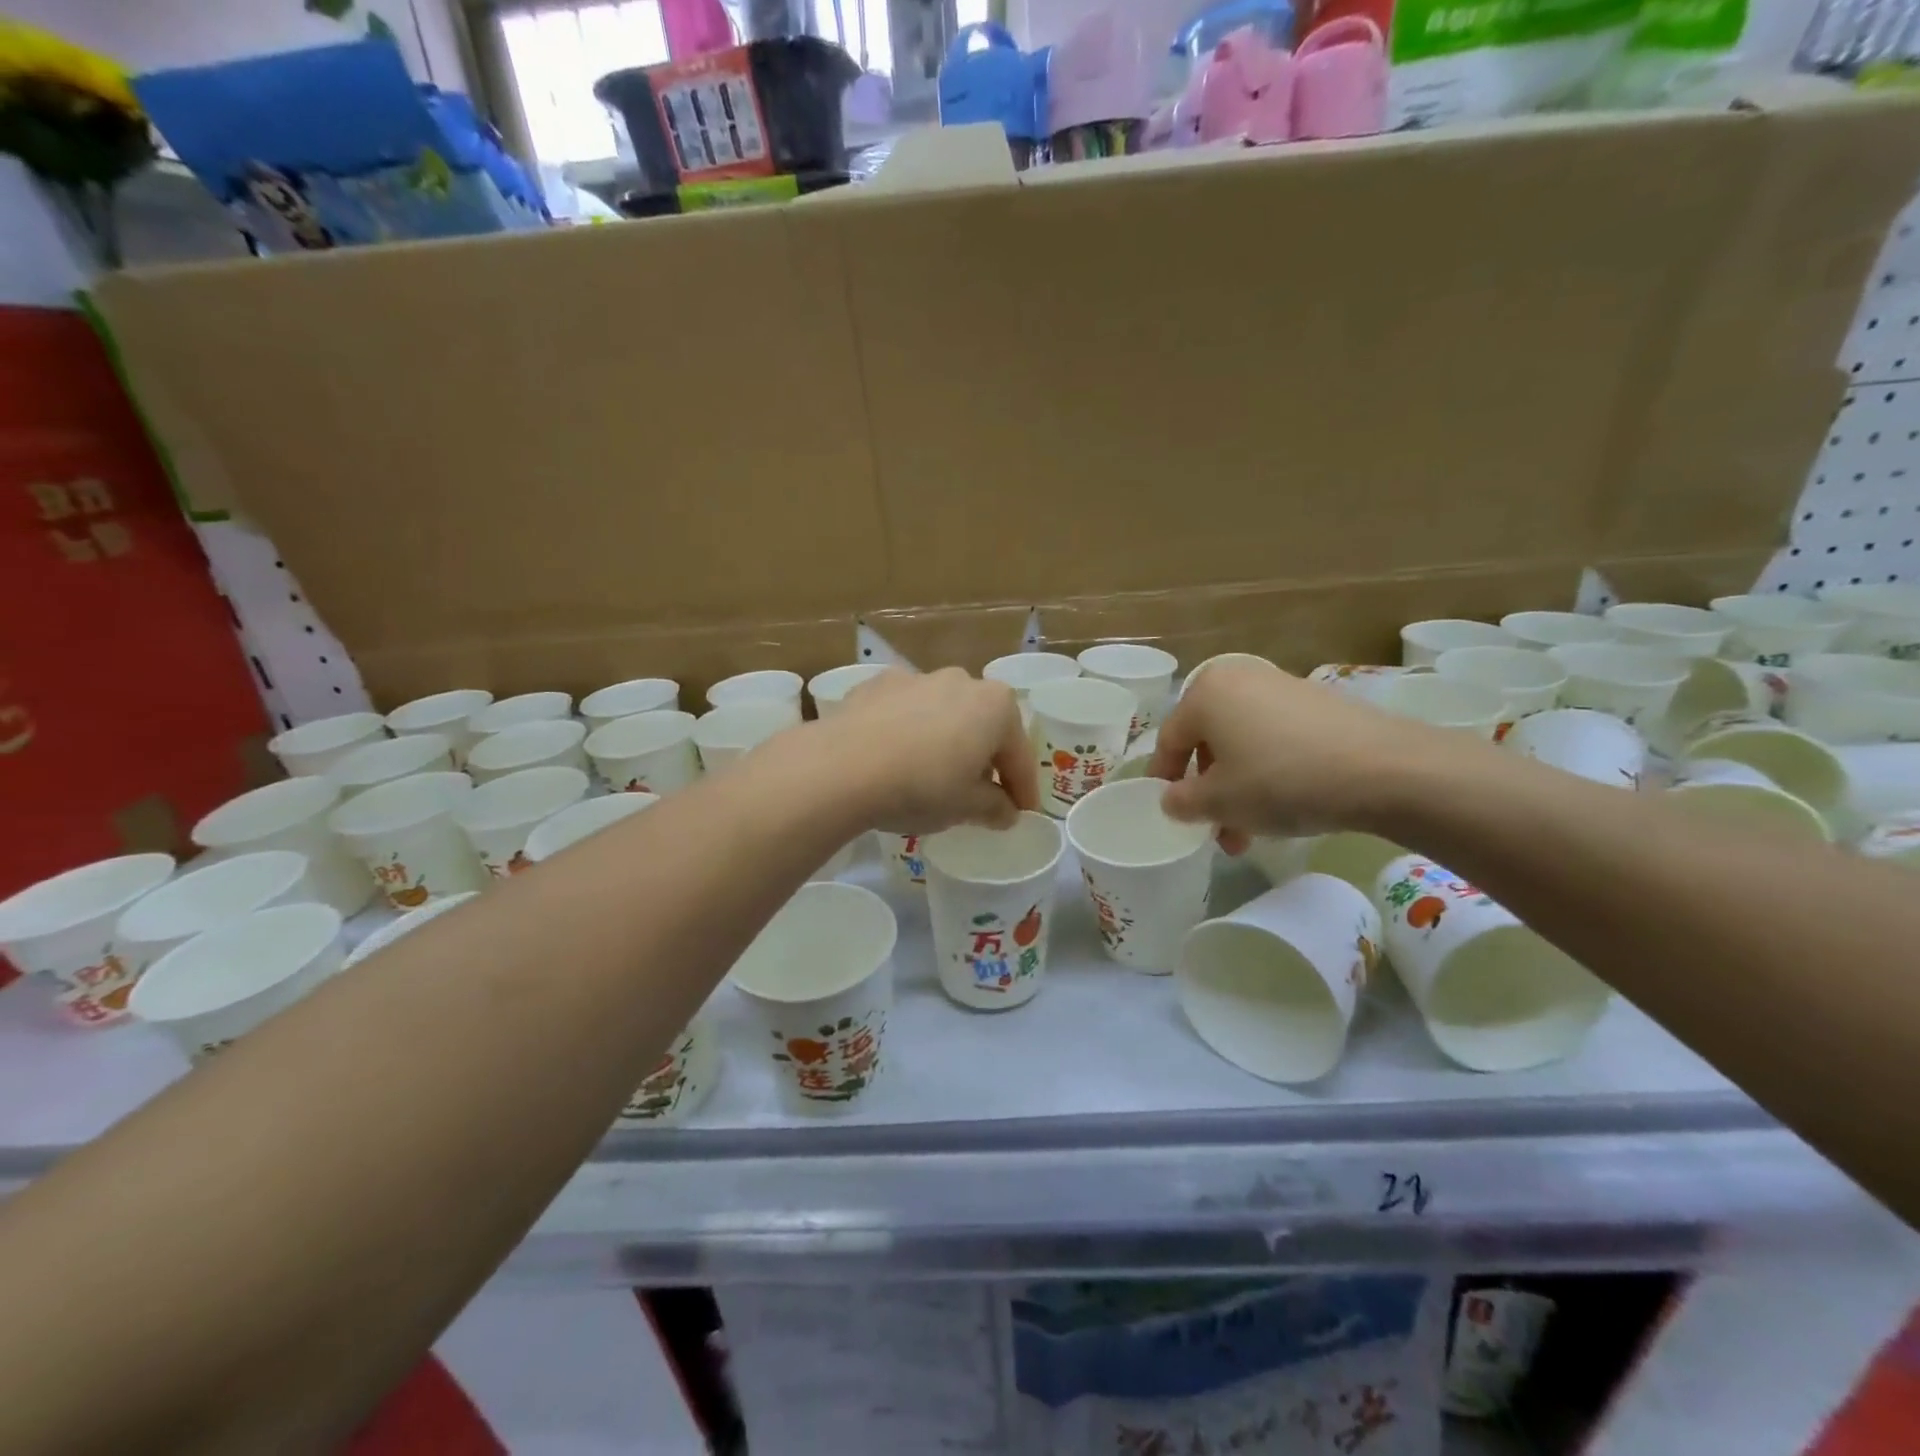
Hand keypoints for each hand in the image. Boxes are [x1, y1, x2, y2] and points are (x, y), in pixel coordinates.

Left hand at [824, 668, 1039, 834]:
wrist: (843, 766)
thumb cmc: (922, 785)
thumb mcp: (967, 807)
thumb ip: (994, 807)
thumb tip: (1006, 812)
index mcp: (996, 705)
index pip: (1019, 754)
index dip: (1023, 789)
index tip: (1023, 812)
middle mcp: (960, 681)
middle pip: (982, 726)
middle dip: (984, 759)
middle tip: (980, 794)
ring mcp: (916, 678)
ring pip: (943, 715)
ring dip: (945, 742)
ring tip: (933, 775)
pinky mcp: (876, 686)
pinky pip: (904, 713)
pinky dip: (907, 732)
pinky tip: (895, 758)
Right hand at [1150, 659, 1438, 850]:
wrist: (1383, 769)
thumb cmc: (1280, 780)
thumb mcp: (1219, 802)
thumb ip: (1182, 801)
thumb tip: (1172, 799)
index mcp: (1205, 692)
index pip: (1168, 740)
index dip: (1163, 780)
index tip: (1168, 812)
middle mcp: (1239, 679)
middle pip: (1208, 742)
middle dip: (1208, 790)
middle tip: (1215, 828)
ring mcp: (1283, 687)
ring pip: (1243, 744)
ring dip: (1238, 788)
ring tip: (1250, 832)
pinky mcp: (1319, 704)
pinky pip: (1276, 739)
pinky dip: (1269, 771)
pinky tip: (1285, 806)